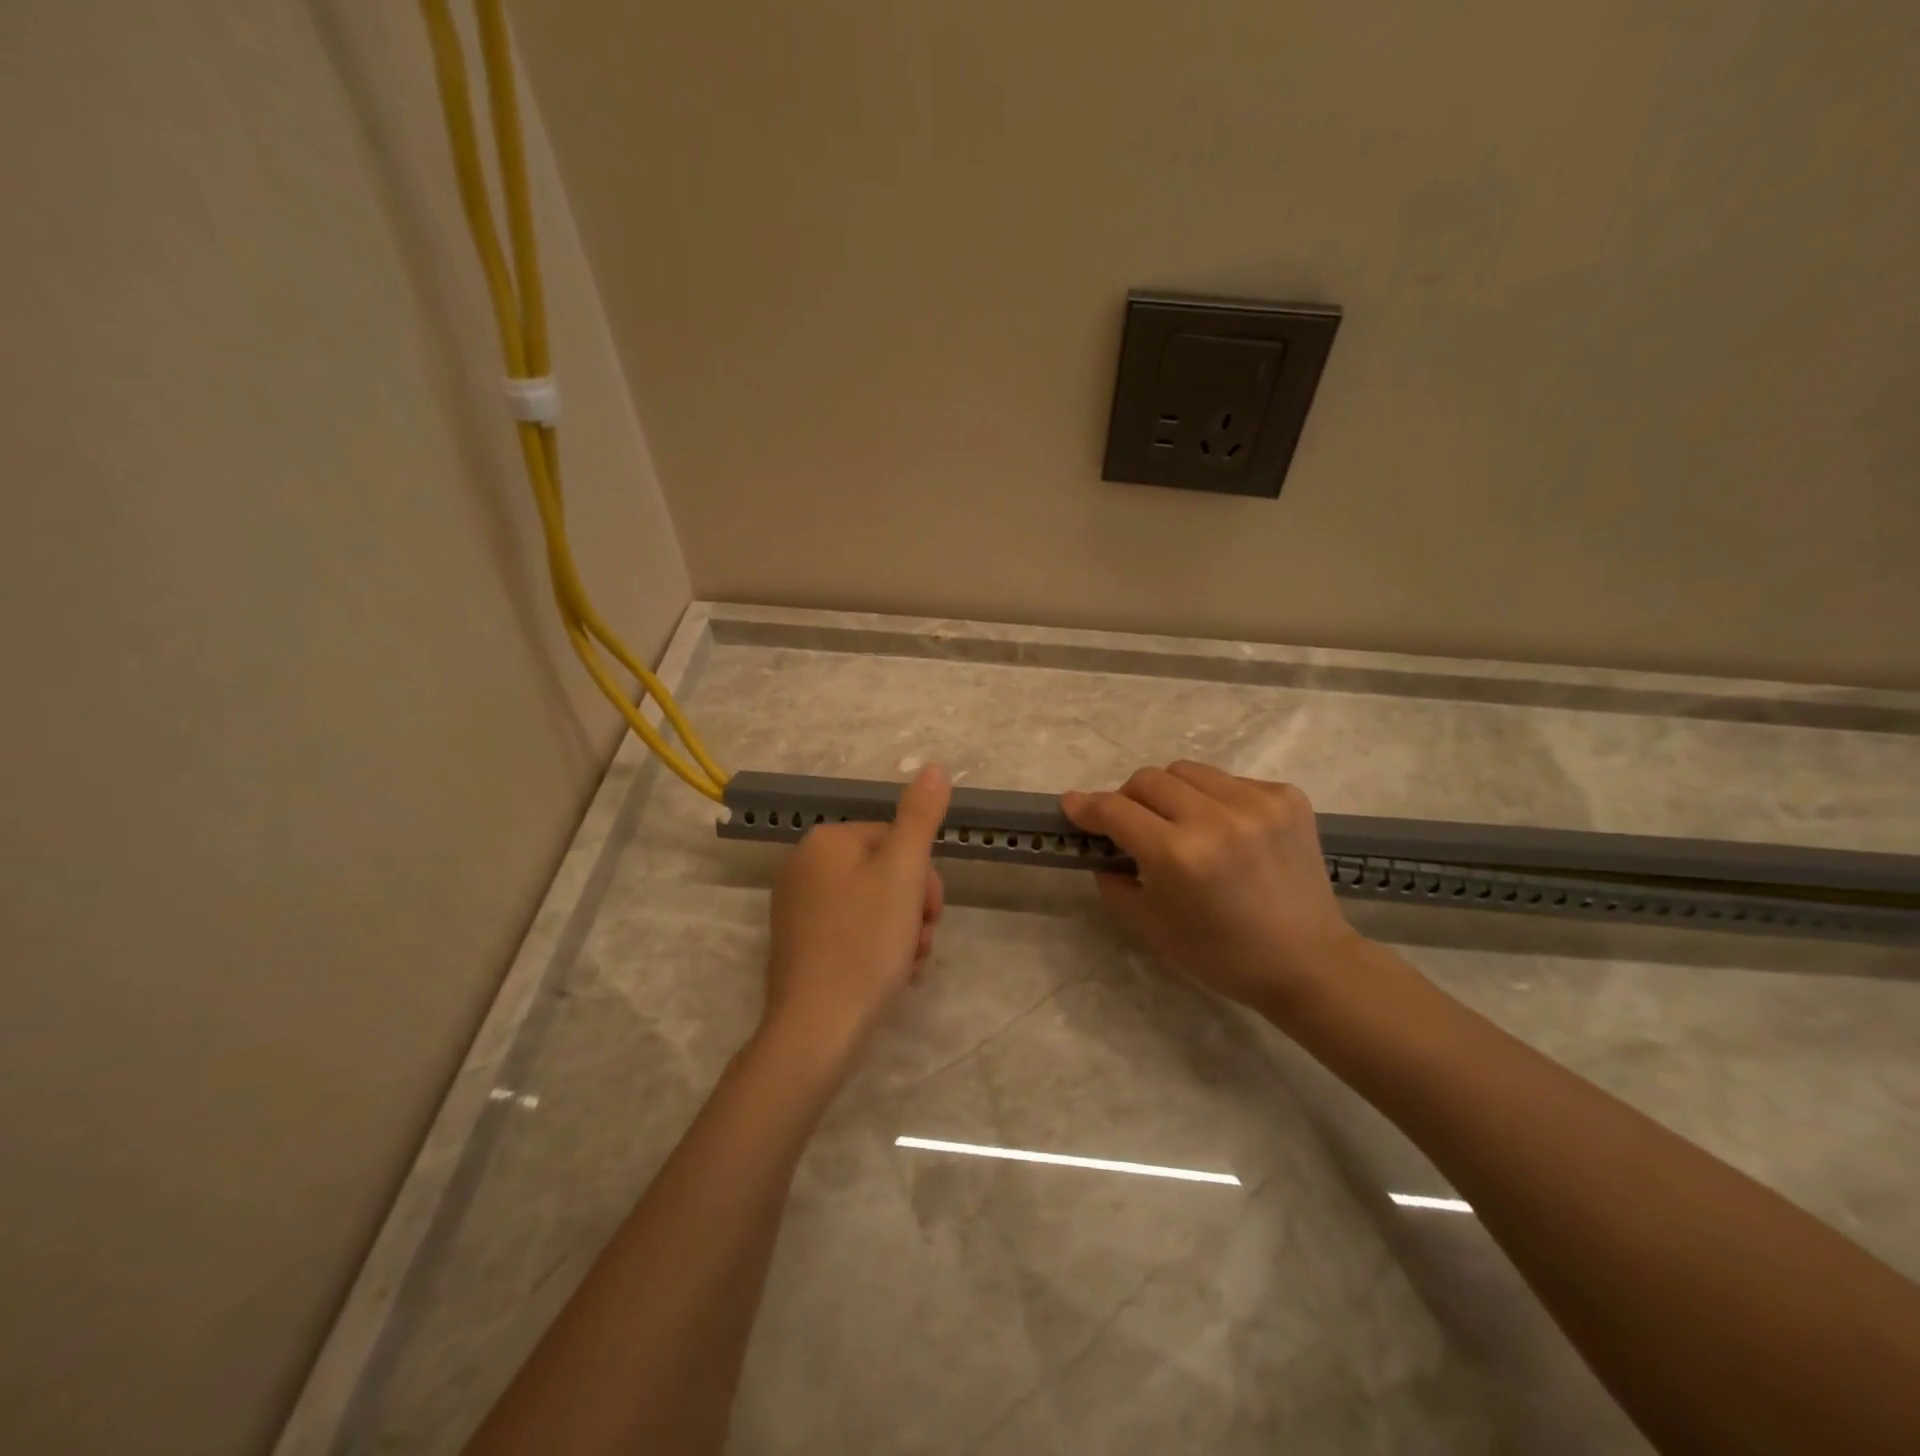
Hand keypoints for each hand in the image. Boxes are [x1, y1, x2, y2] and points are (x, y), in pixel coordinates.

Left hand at [760, 764, 950, 1069]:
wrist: (817, 1030)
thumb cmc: (865, 943)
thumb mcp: (902, 872)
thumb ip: (920, 817)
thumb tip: (932, 767)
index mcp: (825, 841)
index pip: (895, 839)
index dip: (923, 875)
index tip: (930, 911)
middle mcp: (803, 866)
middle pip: (884, 871)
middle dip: (913, 906)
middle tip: (921, 940)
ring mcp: (797, 908)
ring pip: (874, 904)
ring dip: (903, 930)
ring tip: (909, 964)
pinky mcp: (800, 944)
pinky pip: (853, 930)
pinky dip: (878, 948)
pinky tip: (890, 976)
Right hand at [1063, 761, 1363, 1023]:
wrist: (1308, 962)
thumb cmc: (1222, 955)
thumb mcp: (1151, 927)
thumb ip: (1113, 881)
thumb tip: (1101, 849)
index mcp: (1178, 855)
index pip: (1115, 810)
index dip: (1087, 806)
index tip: (1072, 805)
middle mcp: (1215, 818)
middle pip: (1148, 779)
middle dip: (1129, 798)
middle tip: (1133, 824)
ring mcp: (1256, 802)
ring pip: (1187, 771)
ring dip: (1171, 793)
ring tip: (1181, 823)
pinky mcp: (1287, 797)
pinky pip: (1229, 781)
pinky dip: (1214, 799)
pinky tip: (1226, 831)